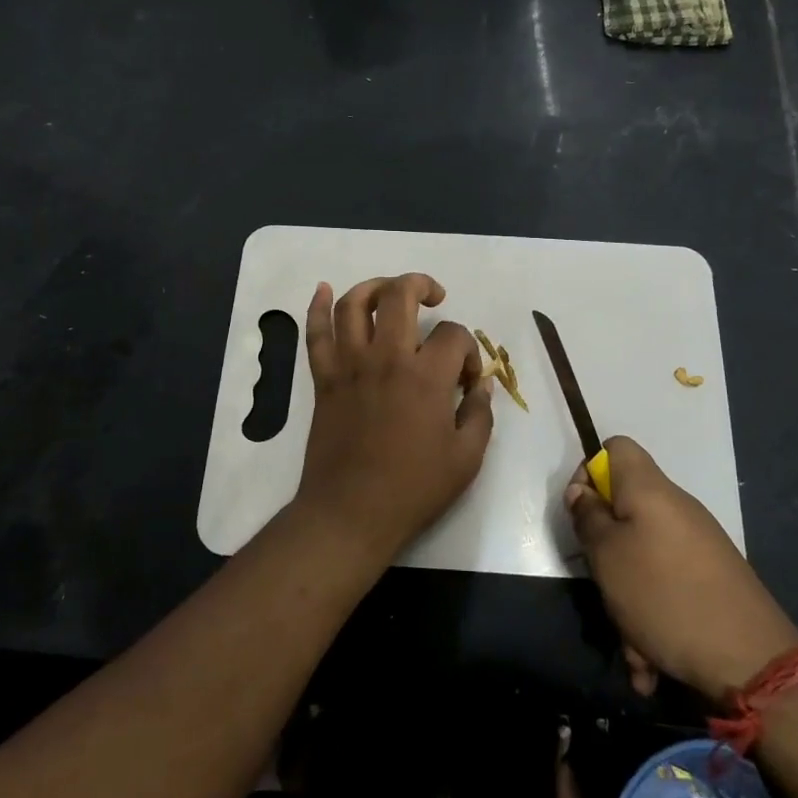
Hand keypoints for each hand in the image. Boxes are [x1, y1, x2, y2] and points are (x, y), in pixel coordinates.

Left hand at [295, 274, 494, 566]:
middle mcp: (386, 358)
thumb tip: (481, 384)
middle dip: (422, 285)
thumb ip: (479, 414)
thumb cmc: (413, 489)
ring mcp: (350, 365)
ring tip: (390, 292)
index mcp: (426, 377)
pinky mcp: (324, 379)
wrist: (351, 512)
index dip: (469, 349)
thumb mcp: (466, 458)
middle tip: (434, 297)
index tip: (467, 378)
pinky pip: (316, 334)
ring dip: (374, 286)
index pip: (454, 334)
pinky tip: (324, 289)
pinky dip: (317, 307)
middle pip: (400, 296)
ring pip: (354, 304)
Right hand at [565, 436, 797, 700]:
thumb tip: (583, 492)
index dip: (589, 473)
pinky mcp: (712, 580)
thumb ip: (588, 517)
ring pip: (643, 558)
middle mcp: (676, 509)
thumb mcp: (607, 555)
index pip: (615, 448)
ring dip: (627, 599)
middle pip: (625, 509)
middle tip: (600, 582)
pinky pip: (667, 587)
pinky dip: (653, 619)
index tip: (581, 513)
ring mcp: (698, 545)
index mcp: (649, 490)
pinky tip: (651, 662)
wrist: (752, 661)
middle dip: (605, 551)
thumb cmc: (664, 595)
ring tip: (631, 646)